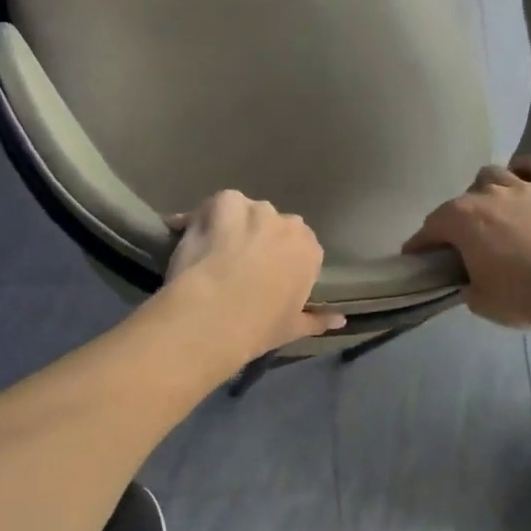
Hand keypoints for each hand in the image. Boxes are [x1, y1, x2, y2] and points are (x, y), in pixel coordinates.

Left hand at [161, 191, 345, 362]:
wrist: (214, 314)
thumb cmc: (259, 327)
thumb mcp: (293, 328)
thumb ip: (318, 320)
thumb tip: (340, 321)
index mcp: (310, 251)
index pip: (300, 247)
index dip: (278, 260)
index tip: (263, 277)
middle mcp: (288, 224)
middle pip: (272, 225)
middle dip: (257, 239)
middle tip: (235, 264)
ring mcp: (256, 209)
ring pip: (243, 211)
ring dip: (231, 224)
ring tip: (210, 250)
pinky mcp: (224, 202)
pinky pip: (214, 205)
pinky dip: (202, 216)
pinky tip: (190, 235)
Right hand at [405, 154, 530, 328]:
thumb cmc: (520, 297)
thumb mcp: (479, 300)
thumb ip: (466, 283)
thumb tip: (469, 280)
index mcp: (460, 219)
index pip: (430, 228)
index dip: (420, 244)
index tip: (416, 257)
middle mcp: (486, 195)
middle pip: (460, 201)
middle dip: (456, 221)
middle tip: (464, 244)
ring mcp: (521, 187)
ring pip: (492, 175)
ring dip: (486, 192)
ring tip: (493, 211)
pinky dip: (526, 168)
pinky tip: (524, 181)